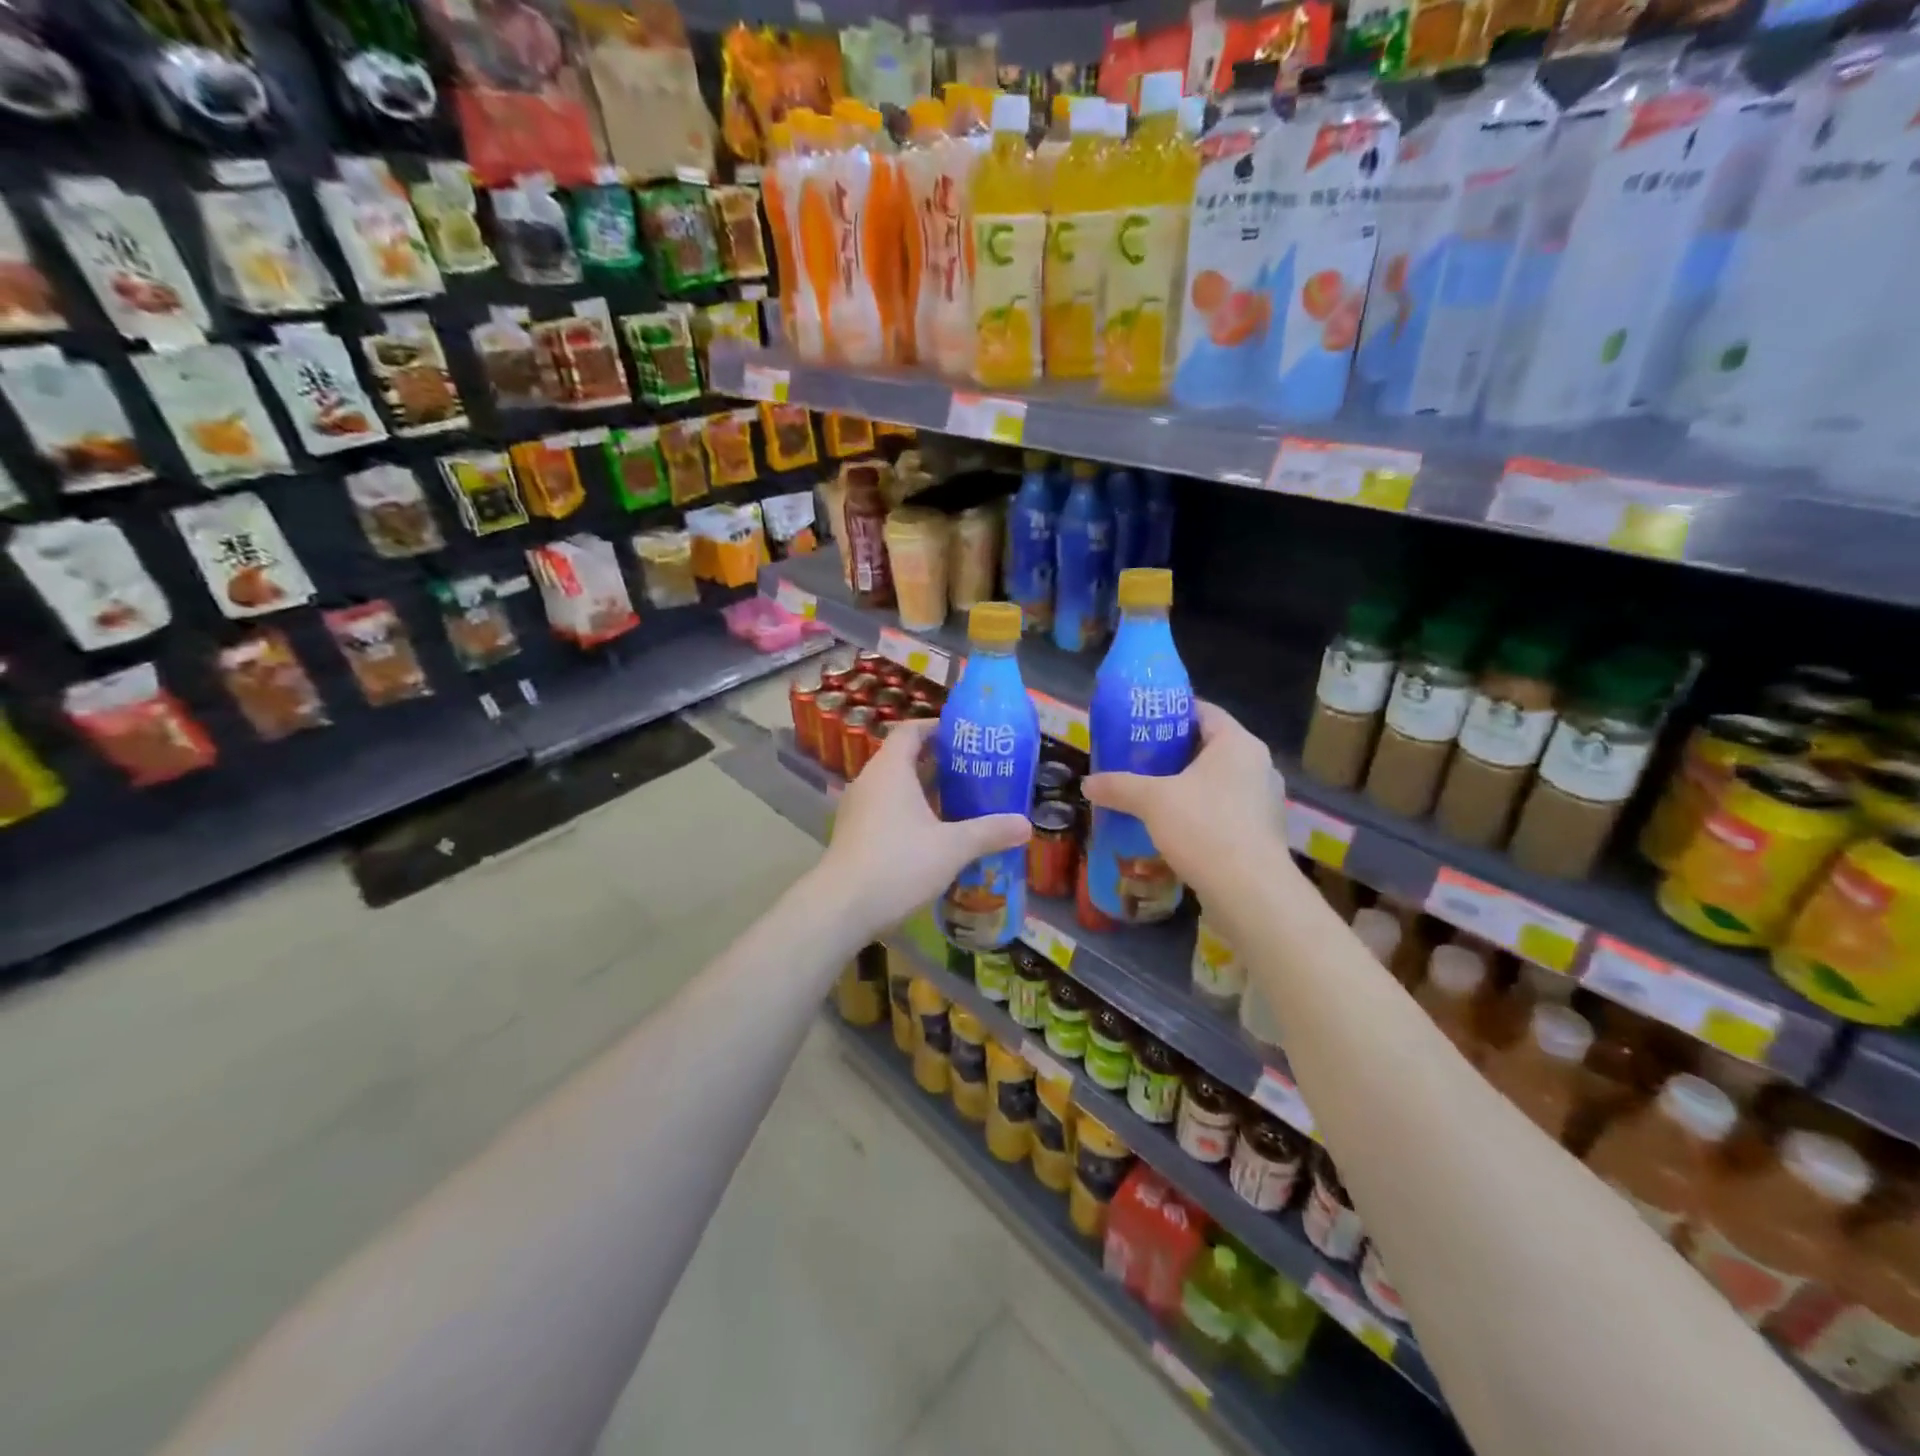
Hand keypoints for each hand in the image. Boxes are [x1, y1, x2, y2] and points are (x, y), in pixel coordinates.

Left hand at [813, 717, 1031, 942]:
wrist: (842, 908)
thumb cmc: (898, 863)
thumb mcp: (952, 847)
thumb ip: (989, 832)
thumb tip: (1026, 825)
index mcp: (890, 769)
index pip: (911, 730)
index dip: (937, 728)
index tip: (966, 736)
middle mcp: (870, 781)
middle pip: (904, 758)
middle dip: (939, 763)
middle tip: (974, 771)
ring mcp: (858, 809)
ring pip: (895, 787)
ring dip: (925, 791)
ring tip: (961, 802)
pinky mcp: (854, 834)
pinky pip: (886, 810)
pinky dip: (910, 813)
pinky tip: (935, 835)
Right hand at [1082, 701, 1288, 899]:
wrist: (1249, 892)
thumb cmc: (1204, 828)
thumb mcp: (1152, 801)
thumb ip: (1118, 786)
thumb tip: (1087, 784)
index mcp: (1238, 743)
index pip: (1203, 712)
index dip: (1170, 713)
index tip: (1141, 722)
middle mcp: (1258, 765)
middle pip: (1210, 747)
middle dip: (1174, 752)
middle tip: (1138, 758)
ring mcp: (1265, 801)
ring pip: (1218, 781)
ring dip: (1188, 785)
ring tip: (1152, 793)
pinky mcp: (1262, 832)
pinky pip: (1226, 809)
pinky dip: (1201, 811)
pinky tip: (1174, 826)